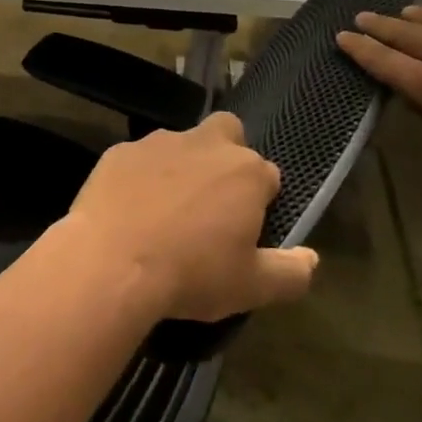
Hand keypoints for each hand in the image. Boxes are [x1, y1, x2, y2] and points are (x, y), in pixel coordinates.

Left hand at [60, 113, 316, 322]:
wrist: (110, 262)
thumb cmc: (190, 274)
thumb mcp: (252, 288)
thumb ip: (291, 272)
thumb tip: (311, 258)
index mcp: (246, 171)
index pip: (268, 176)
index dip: (261, 201)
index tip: (246, 229)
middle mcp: (204, 144)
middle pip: (227, 133)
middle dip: (227, 155)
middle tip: (211, 200)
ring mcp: (157, 143)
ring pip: (180, 143)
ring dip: (181, 166)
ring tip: (165, 209)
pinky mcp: (118, 151)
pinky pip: (138, 158)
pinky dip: (140, 176)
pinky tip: (129, 208)